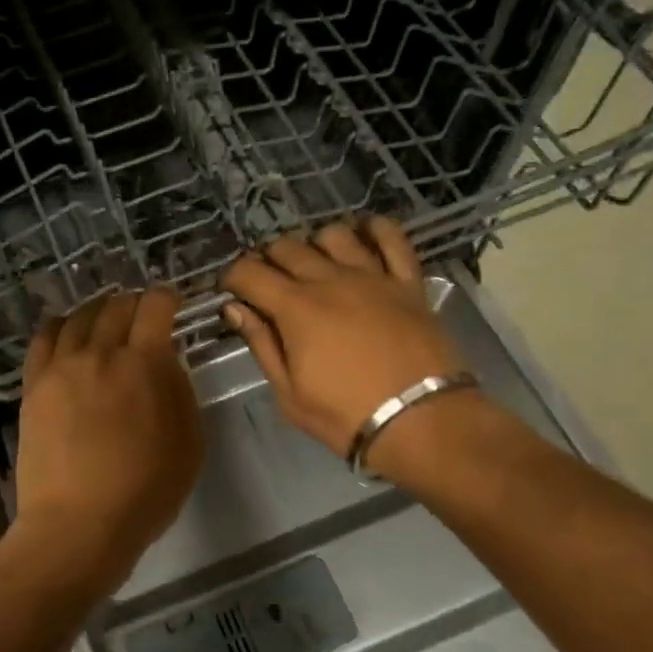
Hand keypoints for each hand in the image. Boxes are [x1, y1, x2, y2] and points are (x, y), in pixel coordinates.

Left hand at [12, 288, 203, 591]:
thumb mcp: (190, 443)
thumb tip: (165, 361)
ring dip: (97, 310)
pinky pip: (43, 338)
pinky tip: (65, 330)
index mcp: (145, 362)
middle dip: (134, 303)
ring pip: (79, 316)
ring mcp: (62, 366)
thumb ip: (180, 391)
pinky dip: (59, 325)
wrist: (79, 524)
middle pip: (116, 306)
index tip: (172, 303)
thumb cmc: (145, 491)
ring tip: (104, 318)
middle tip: (140, 315)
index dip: (167, 297)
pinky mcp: (34, 384)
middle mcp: (101, 351)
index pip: (155, 306)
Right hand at [223, 217, 470, 475]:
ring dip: (314, 244)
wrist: (422, 423)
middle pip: (287, 247)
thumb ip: (262, 344)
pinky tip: (363, 234)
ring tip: (313, 264)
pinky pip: (392, 238)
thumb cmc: (346, 416)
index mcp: (295, 308)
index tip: (230, 290)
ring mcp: (372, 276)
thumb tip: (235, 309)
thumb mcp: (289, 393)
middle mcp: (330, 280)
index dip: (232, 277)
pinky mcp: (408, 282)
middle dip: (267, 259)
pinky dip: (374, 228)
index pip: (249, 272)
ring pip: (333, 235)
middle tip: (267, 282)